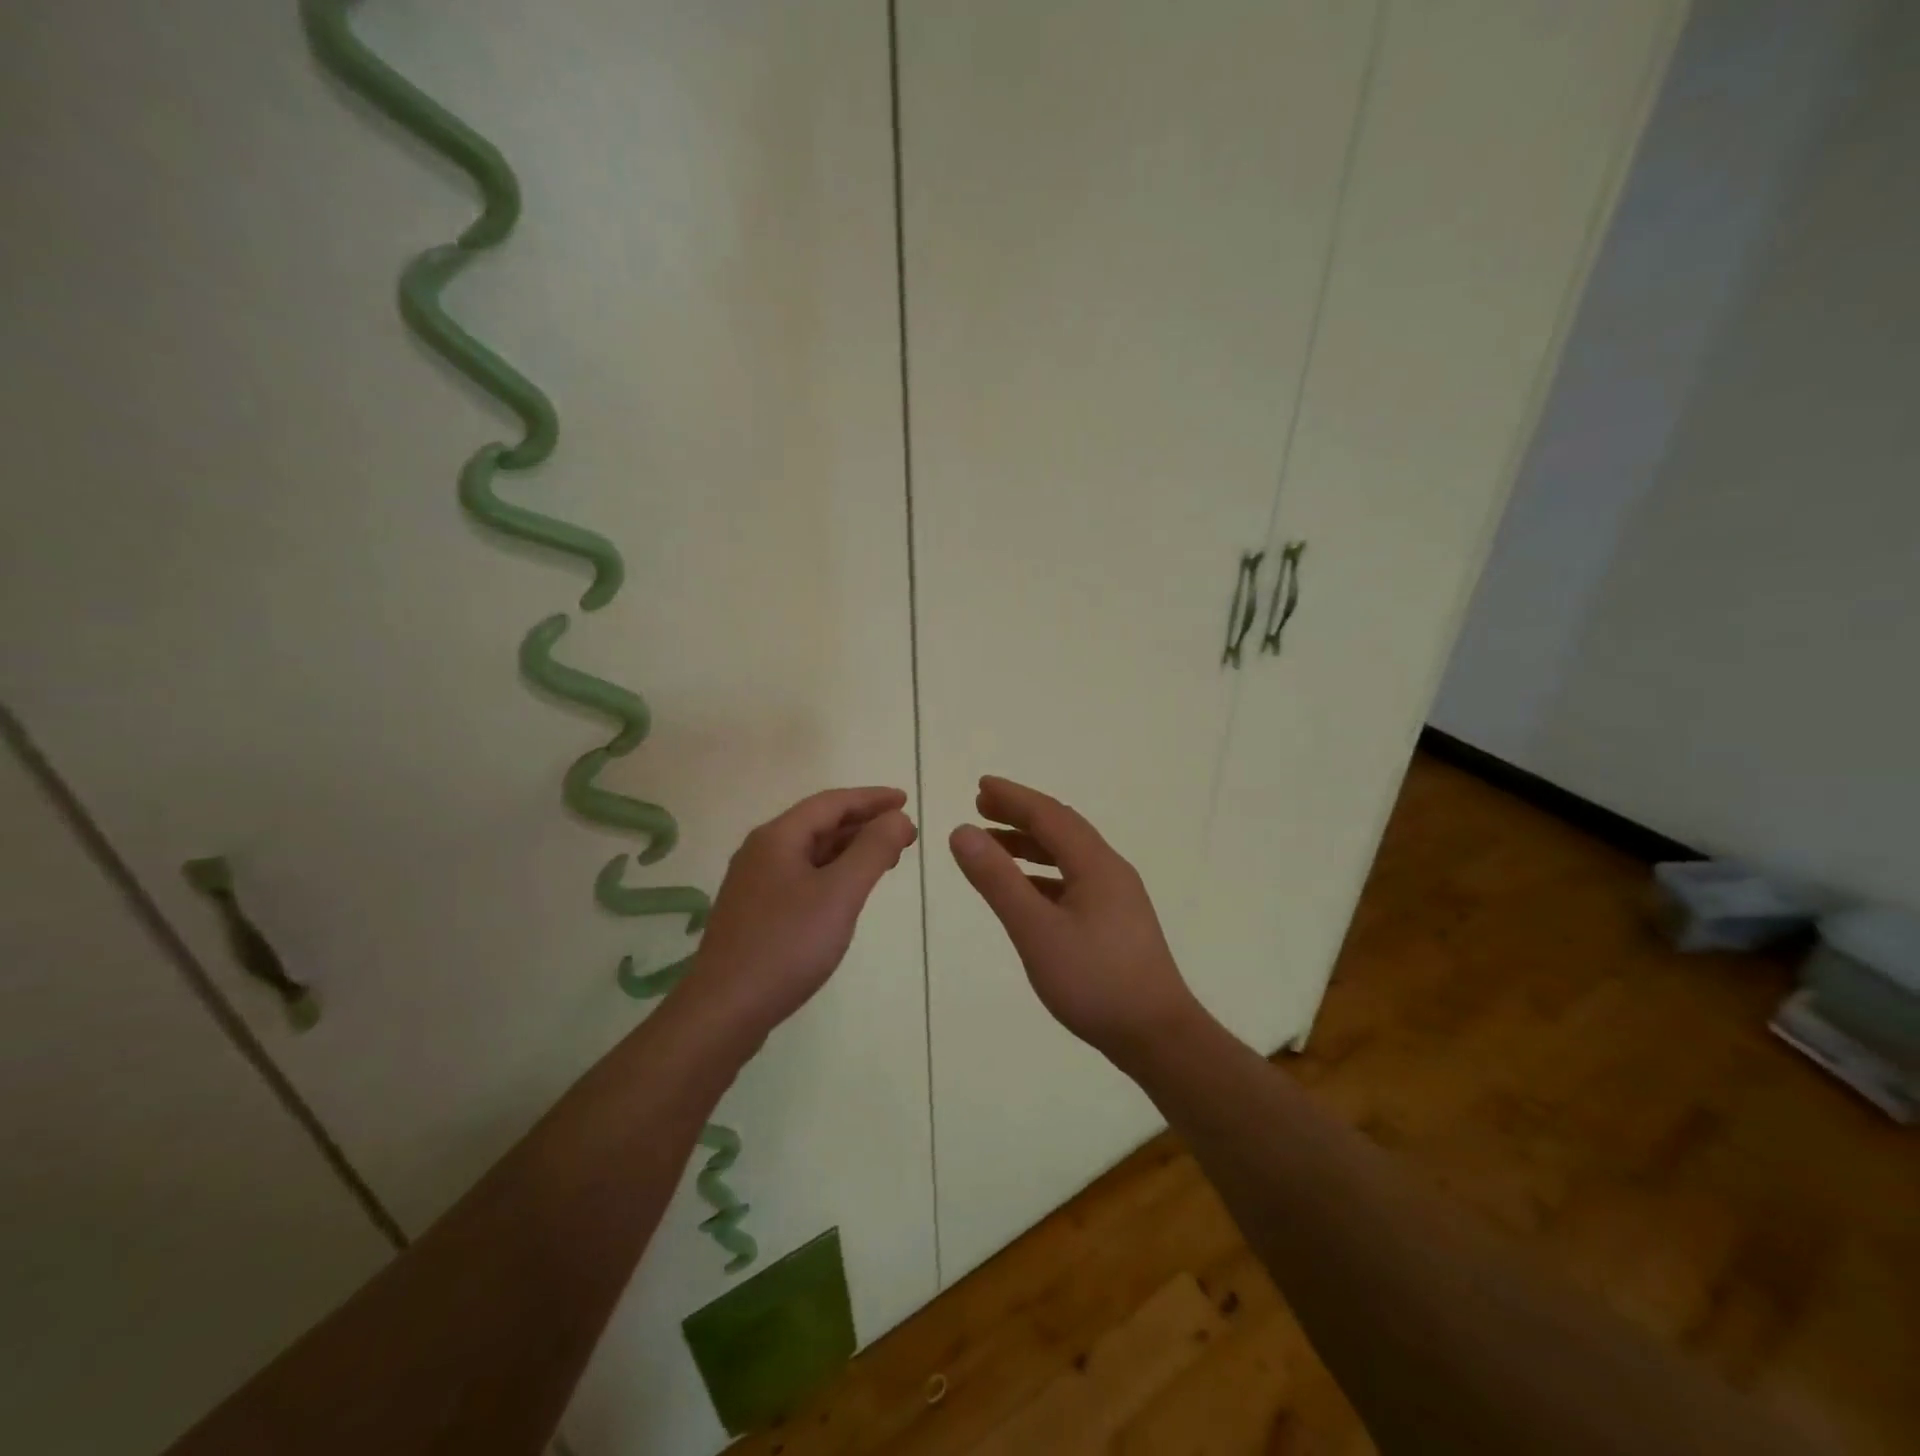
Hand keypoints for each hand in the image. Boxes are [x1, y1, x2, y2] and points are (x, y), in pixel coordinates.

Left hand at [687, 787, 917, 1041]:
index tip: (906, 801)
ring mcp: (755, 884)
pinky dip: (832, 873)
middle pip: (820, 824)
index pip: (832, 803)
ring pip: (811, 852)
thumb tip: (898, 818)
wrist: (724, 1010)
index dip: (872, 798)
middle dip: (864, 824)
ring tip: (885, 860)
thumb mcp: (840, 893)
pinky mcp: (756, 913)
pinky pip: (802, 877)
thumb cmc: (786, 945)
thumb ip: (873, 850)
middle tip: (905, 835)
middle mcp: (762, 852)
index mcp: (778, 837)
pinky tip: (847, 892)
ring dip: (849, 849)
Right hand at [949, 775, 1200, 1064]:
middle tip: (982, 807)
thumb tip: (962, 832)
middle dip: (1021, 815)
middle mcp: (1110, 871)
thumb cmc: (1094, 980)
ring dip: (1031, 844)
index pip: (1049, 815)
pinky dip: (1043, 874)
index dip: (1013, 798)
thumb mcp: (1035, 929)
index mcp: (1095, 864)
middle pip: (1061, 829)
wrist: (1157, 1035)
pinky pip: (1074, 880)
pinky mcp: (1117, 921)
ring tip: (993, 845)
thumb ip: (998, 880)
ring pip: (1069, 856)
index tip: (981, 787)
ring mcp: (1117, 897)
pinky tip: (1026, 891)